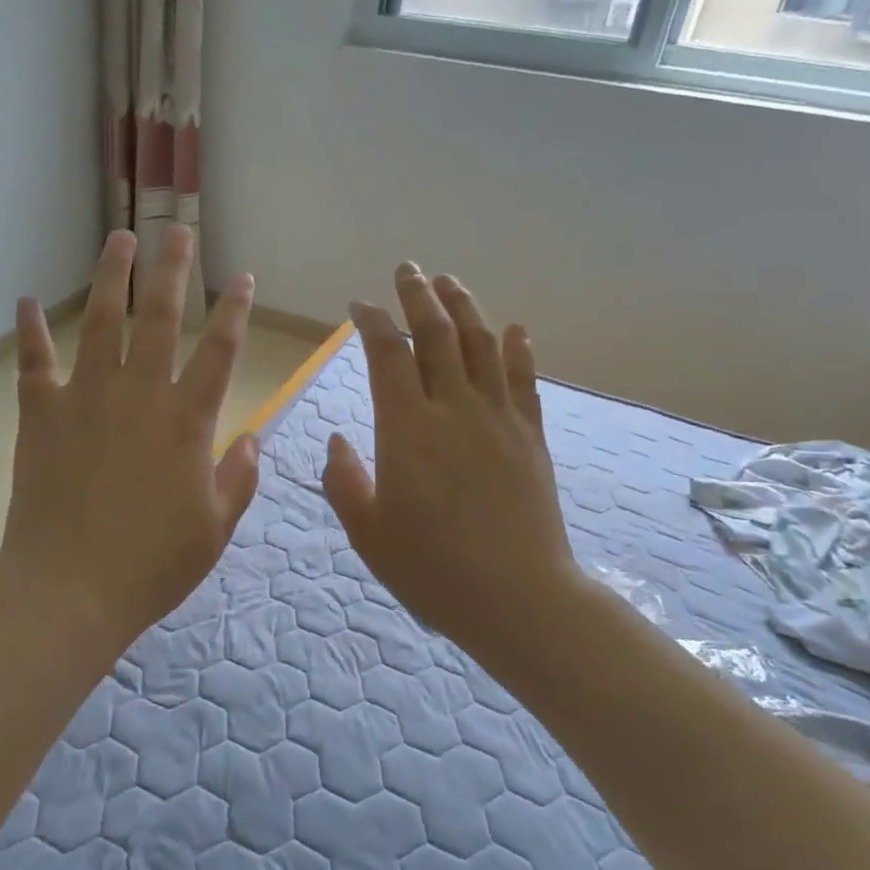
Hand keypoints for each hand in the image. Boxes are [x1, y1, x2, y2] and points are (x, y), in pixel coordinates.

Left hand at [0, 226, 259, 654]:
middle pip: (160, 316)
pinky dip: (28, 333)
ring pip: (101, 322)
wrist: (69, 589)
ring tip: (120, 238)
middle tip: (178, 230)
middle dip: (173, 268)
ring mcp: (86, 398)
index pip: (220, 351)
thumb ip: (239, 478)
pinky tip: (23, 303)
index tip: (243, 279)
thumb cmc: (152, 564)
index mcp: (187, 420)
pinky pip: (34, 364)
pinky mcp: (42, 415)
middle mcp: (139, 393)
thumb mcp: (215, 528)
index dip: (235, 311)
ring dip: (111, 277)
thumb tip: (252, 439)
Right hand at [323, 264, 584, 664]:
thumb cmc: (433, 571)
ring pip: (483, 345)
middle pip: (438, 334)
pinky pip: (524, 380)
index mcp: (408, 429)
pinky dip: (517, 350)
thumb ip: (344, 481)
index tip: (359, 305)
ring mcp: (499, 419)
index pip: (388, 354)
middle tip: (408, 269)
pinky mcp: (531, 436)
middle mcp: (455, 409)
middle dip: (419, 295)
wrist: (520, 599)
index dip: (372, 322)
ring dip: (465, 307)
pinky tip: (515, 330)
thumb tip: (337, 441)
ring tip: (450, 282)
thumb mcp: (368, 533)